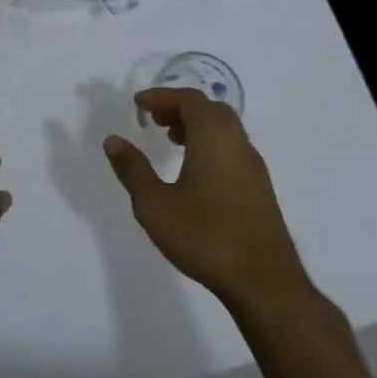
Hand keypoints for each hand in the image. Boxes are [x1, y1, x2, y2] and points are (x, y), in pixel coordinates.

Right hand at [103, 88, 314, 313]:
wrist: (263, 281)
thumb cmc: (205, 236)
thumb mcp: (155, 204)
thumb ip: (133, 169)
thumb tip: (113, 140)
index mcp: (214, 137)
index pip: (189, 100)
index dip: (162, 96)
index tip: (138, 104)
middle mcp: (238, 143)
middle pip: (210, 110)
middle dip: (180, 109)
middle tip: (154, 121)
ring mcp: (253, 167)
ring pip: (225, 130)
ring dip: (196, 127)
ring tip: (171, 143)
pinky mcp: (260, 189)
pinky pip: (232, 150)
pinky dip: (210, 146)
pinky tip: (194, 174)